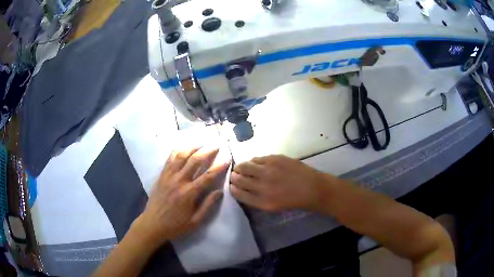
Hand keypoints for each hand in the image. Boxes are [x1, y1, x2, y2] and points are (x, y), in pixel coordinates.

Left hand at [135, 147, 229, 243]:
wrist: (152, 224)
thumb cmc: (175, 225)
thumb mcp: (195, 222)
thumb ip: (207, 206)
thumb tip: (219, 192)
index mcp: (189, 193)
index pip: (207, 176)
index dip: (219, 166)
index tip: (227, 159)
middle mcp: (178, 181)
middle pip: (195, 160)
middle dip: (207, 151)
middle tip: (216, 146)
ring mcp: (168, 176)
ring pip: (181, 156)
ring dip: (192, 148)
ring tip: (201, 144)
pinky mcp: (161, 175)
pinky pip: (169, 159)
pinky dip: (177, 151)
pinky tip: (183, 148)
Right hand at [230, 155, 330, 211]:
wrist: (313, 189)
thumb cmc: (294, 200)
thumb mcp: (273, 206)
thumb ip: (256, 198)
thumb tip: (242, 188)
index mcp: (262, 202)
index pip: (238, 194)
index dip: (233, 188)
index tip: (232, 185)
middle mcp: (262, 187)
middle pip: (239, 179)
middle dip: (234, 177)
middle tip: (235, 175)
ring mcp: (268, 171)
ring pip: (244, 166)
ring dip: (240, 167)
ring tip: (242, 167)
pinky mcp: (274, 159)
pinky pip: (257, 158)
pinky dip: (253, 161)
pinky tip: (255, 163)